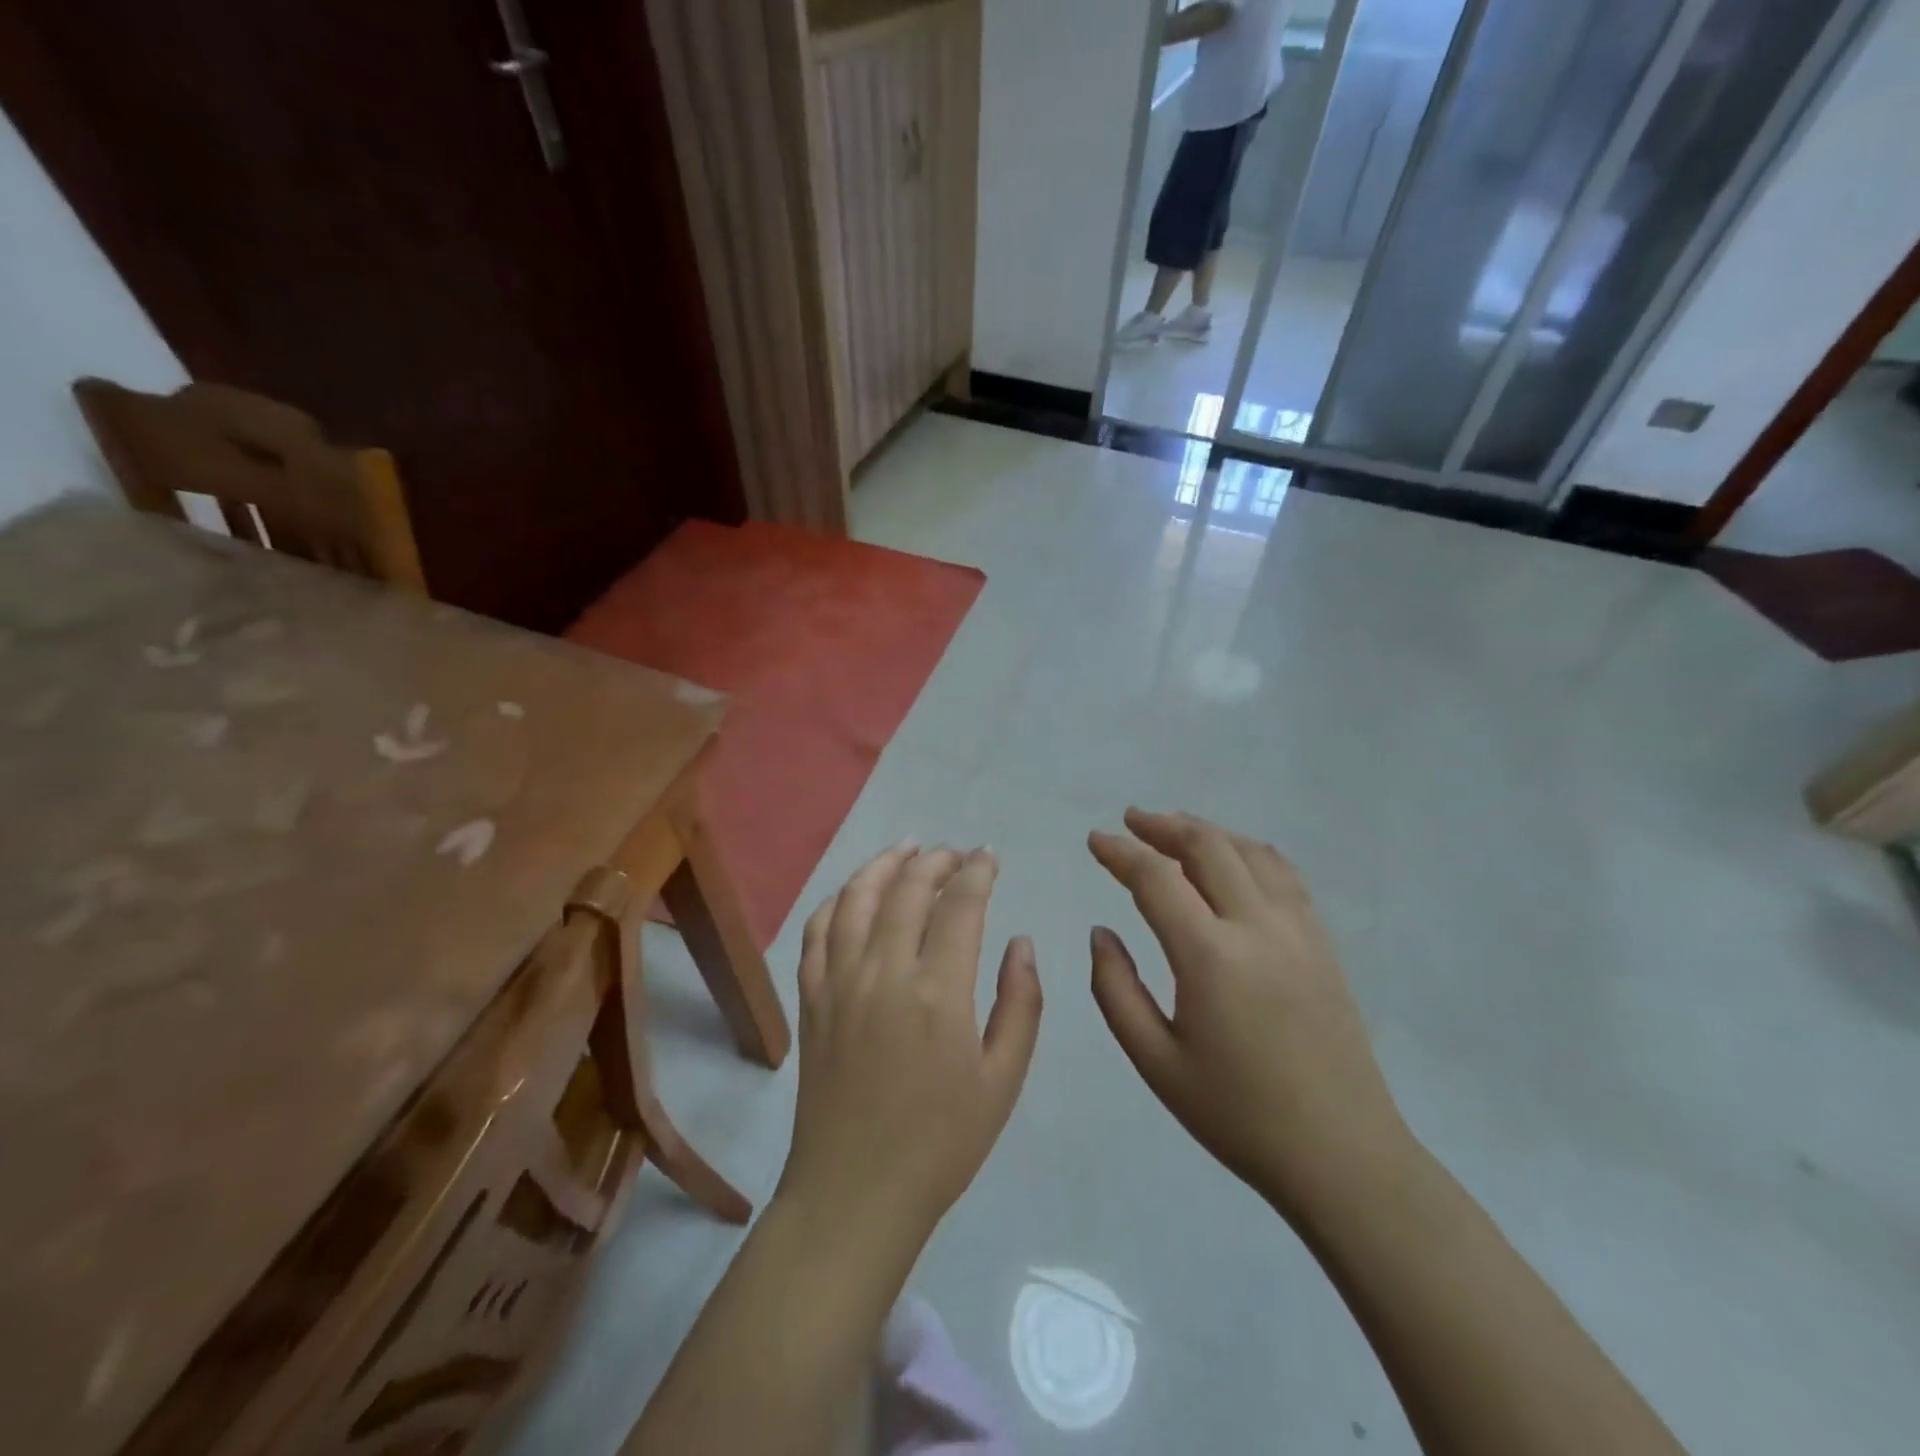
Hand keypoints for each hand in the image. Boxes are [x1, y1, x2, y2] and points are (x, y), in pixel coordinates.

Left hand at [778, 845, 1043, 1242]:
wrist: (856, 1193)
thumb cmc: (941, 1143)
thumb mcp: (1003, 1080)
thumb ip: (1020, 1004)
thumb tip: (1020, 942)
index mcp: (938, 992)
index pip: (961, 905)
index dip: (978, 872)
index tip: (989, 856)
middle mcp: (884, 972)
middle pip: (907, 889)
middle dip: (936, 860)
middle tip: (955, 854)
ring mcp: (839, 982)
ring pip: (856, 898)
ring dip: (883, 864)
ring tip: (906, 849)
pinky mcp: (810, 998)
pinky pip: (816, 931)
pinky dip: (836, 900)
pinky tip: (853, 894)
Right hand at [1087, 810, 1410, 1217]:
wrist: (1342, 1155)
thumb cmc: (1238, 1115)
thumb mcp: (1156, 1062)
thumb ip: (1116, 990)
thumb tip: (1102, 933)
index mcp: (1211, 957)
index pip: (1156, 879)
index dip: (1120, 853)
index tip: (1095, 840)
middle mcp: (1258, 927)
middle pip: (1207, 847)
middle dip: (1162, 826)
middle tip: (1130, 820)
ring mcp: (1298, 930)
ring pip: (1249, 851)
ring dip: (1206, 831)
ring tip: (1174, 829)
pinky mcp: (1322, 943)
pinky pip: (1283, 874)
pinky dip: (1248, 851)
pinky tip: (1234, 858)